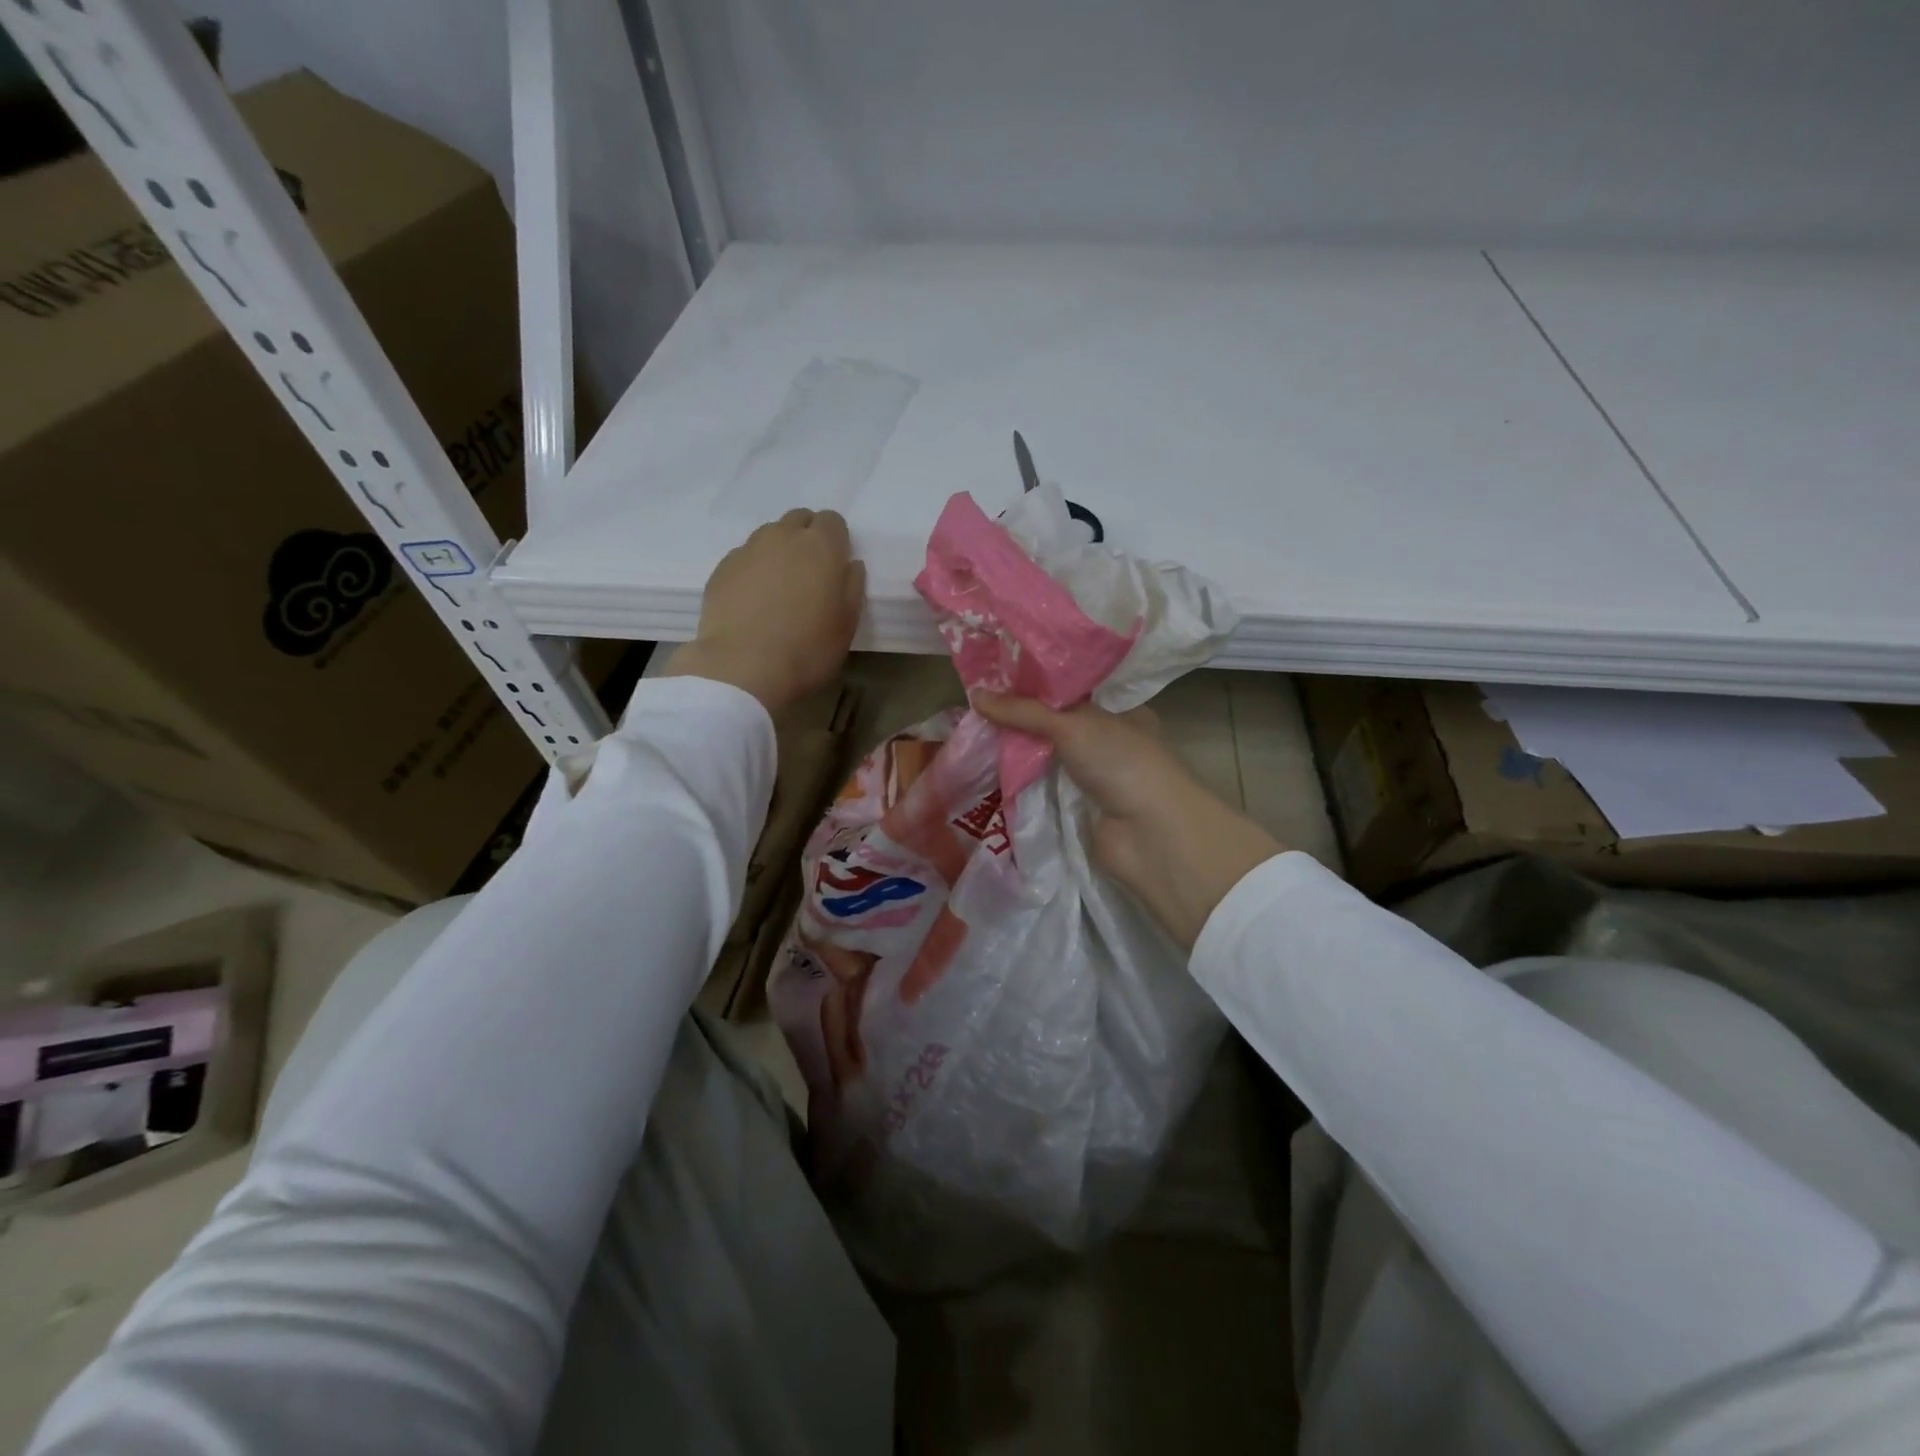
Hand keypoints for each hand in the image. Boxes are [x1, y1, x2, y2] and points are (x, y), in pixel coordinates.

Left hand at [666, 509, 865, 711]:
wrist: (743, 667)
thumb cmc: (808, 649)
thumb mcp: (847, 624)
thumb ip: (852, 587)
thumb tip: (850, 565)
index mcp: (821, 547)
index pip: (832, 520)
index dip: (836, 540)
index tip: (835, 567)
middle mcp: (783, 537)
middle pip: (799, 519)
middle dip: (806, 538)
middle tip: (808, 575)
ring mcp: (748, 550)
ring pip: (769, 536)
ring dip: (778, 552)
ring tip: (778, 589)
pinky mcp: (722, 568)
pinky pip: (744, 558)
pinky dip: (753, 571)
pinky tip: (753, 602)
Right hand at [975, 693, 1283, 949]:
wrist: (1148, 834)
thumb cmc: (1121, 762)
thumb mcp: (1072, 724)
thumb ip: (1024, 711)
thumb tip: (976, 694)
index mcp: (1121, 712)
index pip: (1074, 690)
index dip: (1039, 683)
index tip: (1000, 675)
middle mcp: (1111, 741)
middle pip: (1058, 724)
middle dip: (1022, 718)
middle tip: (978, 704)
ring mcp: (1096, 777)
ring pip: (1050, 757)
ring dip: (1019, 750)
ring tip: (975, 733)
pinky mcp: (1081, 808)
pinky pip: (1045, 788)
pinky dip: (1023, 782)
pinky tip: (991, 770)